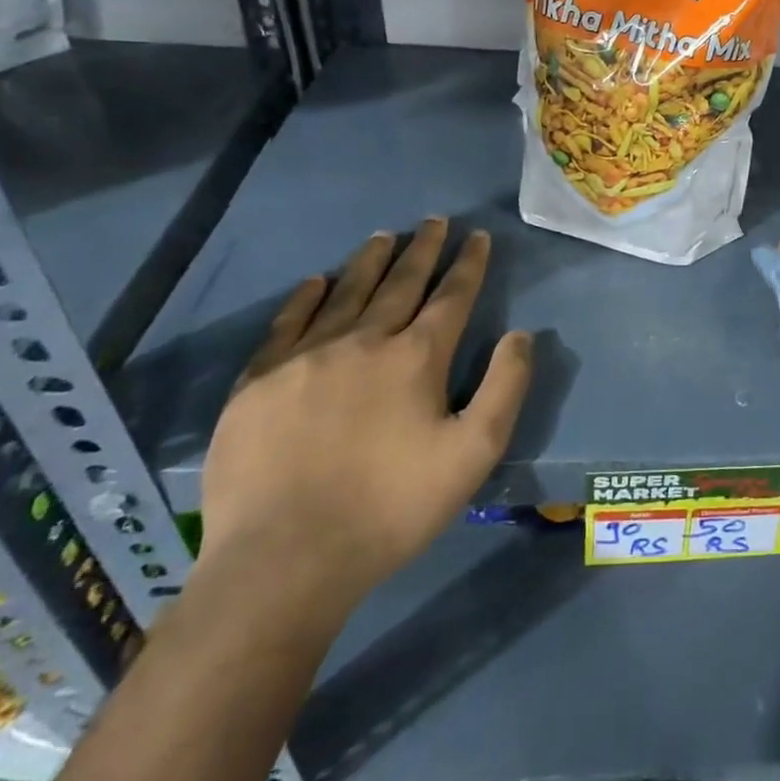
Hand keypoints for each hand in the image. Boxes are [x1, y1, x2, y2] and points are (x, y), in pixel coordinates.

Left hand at [199, 220, 531, 606]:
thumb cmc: (390, 508)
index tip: (477, 236)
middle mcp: (363, 341)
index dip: (468, 263)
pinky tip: (316, 282)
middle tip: (434, 221)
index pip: (451, 295)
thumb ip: (505, 388)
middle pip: (400, 282)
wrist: (283, 560)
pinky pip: (287, 323)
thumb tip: (520, 335)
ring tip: (384, 236)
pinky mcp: (259, 382)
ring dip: (370, 261)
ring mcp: (305, 357)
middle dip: (423, 249)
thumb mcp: (473, 454)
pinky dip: (307, 297)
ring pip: (346, 292)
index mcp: (416, 357)